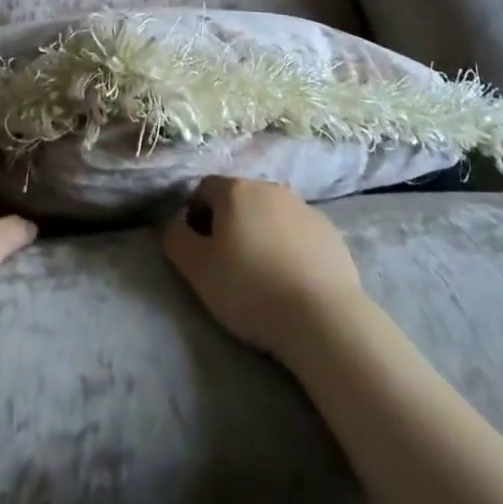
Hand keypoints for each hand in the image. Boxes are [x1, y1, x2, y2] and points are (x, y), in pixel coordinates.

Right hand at [161, 177, 362, 355]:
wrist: (322, 316)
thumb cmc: (251, 289)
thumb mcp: (197, 270)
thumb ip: (176, 239)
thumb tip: (174, 224)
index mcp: (235, 190)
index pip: (203, 189)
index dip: (195, 217)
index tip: (200, 252)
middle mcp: (269, 187)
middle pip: (238, 199)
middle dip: (229, 224)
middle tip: (228, 266)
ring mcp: (303, 206)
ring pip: (270, 214)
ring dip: (261, 234)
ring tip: (262, 276)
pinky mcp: (328, 230)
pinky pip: (298, 232)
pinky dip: (290, 247)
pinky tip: (292, 281)